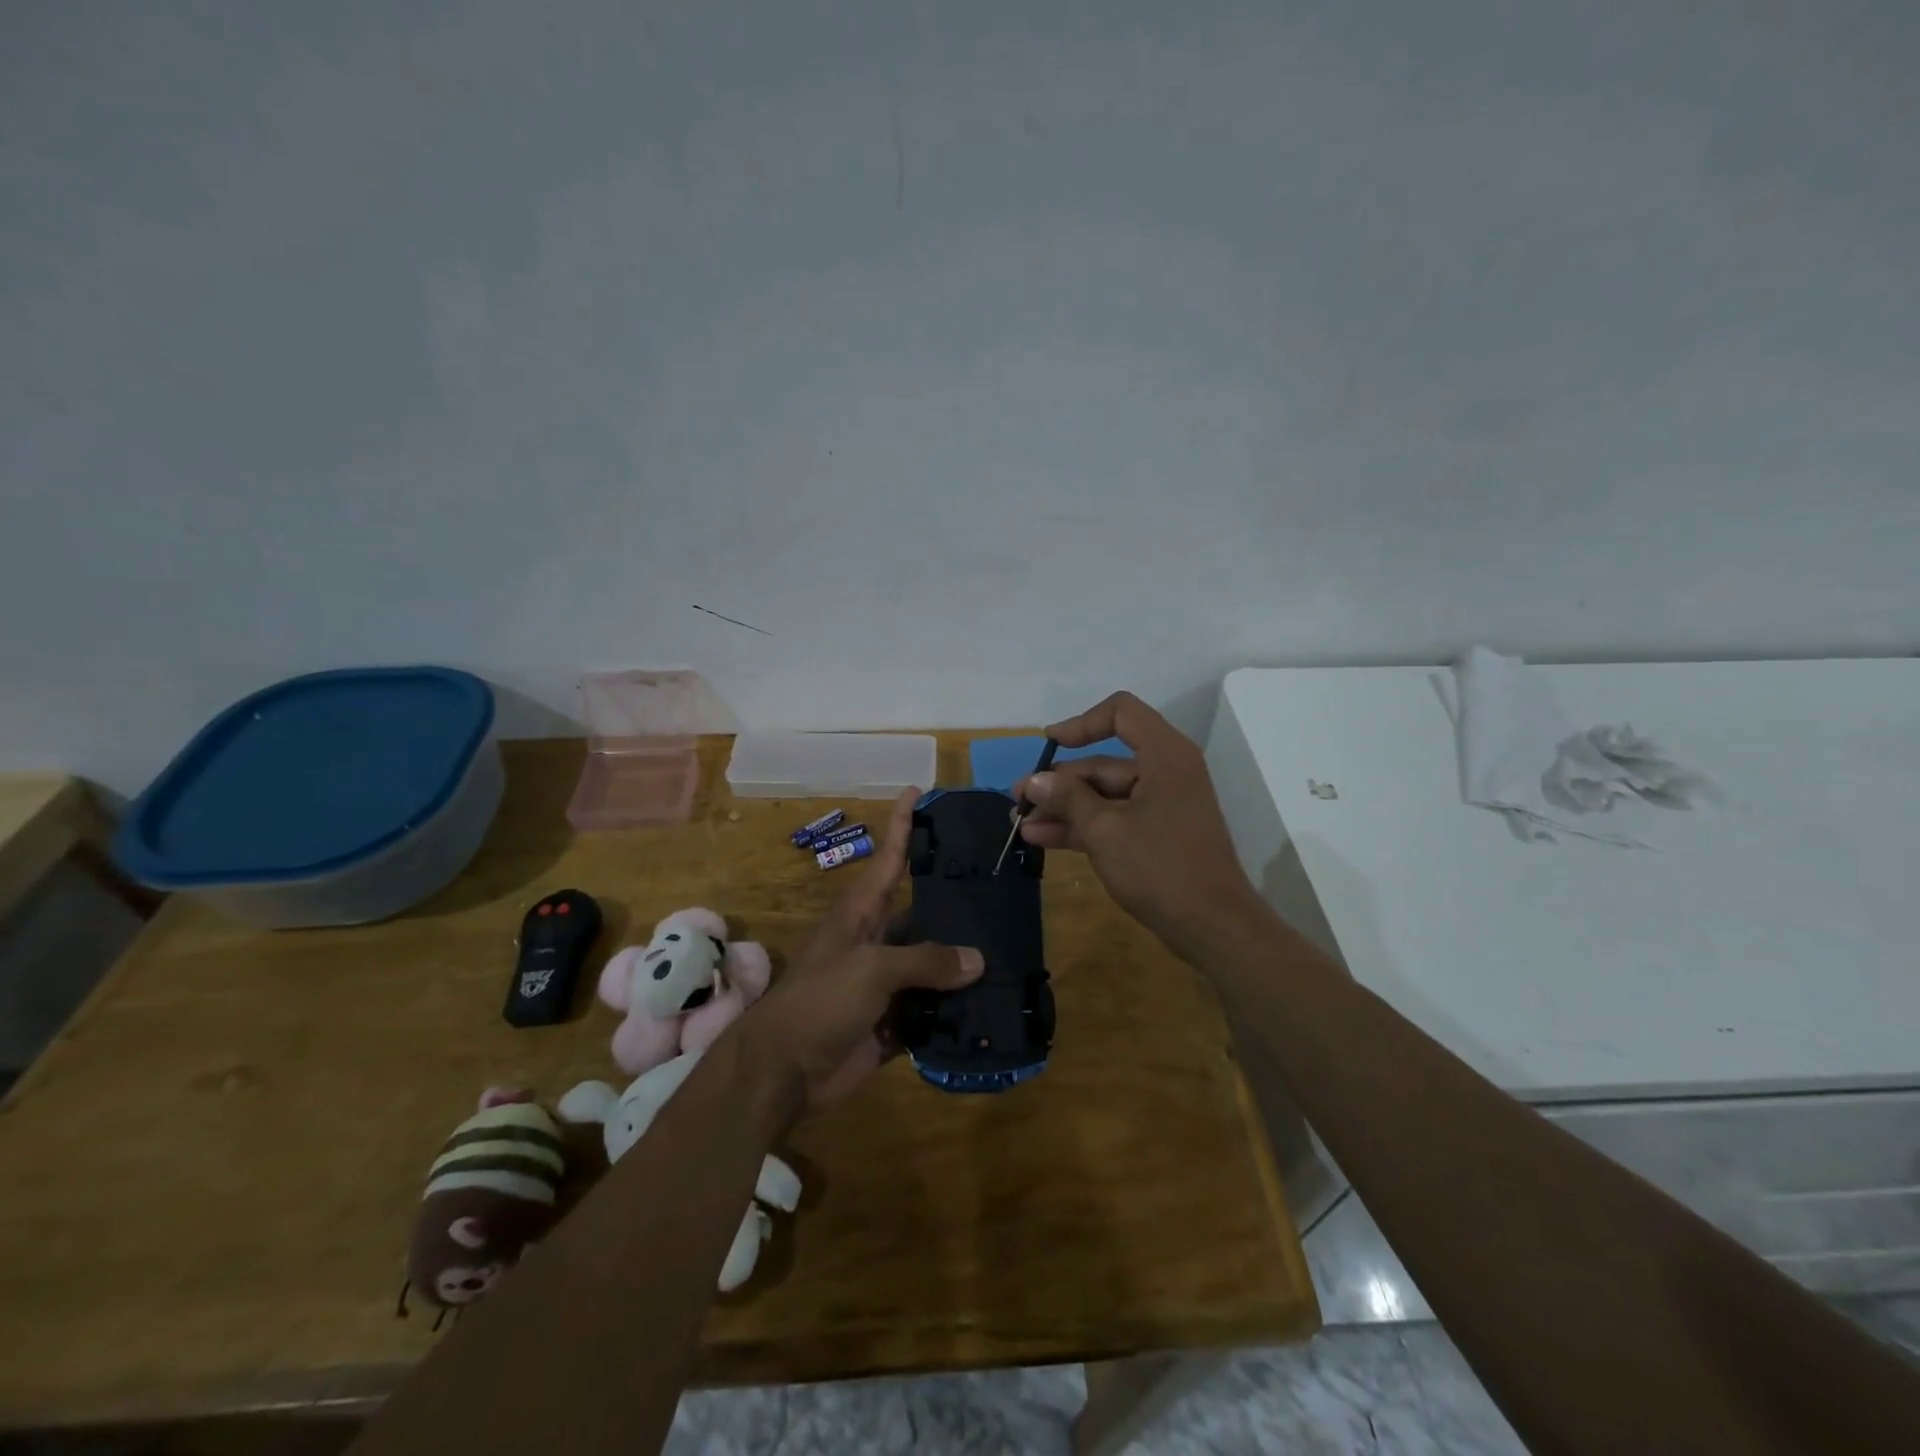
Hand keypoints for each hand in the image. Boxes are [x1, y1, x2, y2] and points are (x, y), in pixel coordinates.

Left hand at [742, 788, 982, 1119]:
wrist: (783, 1071)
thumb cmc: (820, 1000)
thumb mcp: (871, 968)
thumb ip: (925, 960)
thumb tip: (976, 960)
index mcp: (861, 914)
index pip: (889, 858)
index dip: (902, 824)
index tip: (920, 791)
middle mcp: (874, 941)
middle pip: (920, 913)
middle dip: (953, 901)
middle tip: (1000, 886)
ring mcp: (883, 984)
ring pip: (930, 964)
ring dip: (960, 963)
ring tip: (1009, 949)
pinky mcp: (891, 1023)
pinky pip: (930, 1010)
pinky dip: (954, 1010)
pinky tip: (990, 1004)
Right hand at [1014, 692, 1267, 962]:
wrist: (1212, 926)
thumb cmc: (1159, 867)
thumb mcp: (1104, 830)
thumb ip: (1067, 798)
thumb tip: (1034, 781)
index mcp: (1164, 755)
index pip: (1121, 713)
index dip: (1081, 723)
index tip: (1049, 744)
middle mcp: (1165, 772)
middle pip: (1104, 763)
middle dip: (1059, 781)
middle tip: (1020, 800)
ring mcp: (1162, 806)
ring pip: (1104, 795)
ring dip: (1064, 808)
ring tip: (1022, 823)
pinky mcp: (1157, 835)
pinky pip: (1114, 818)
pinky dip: (1082, 826)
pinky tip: (1043, 839)